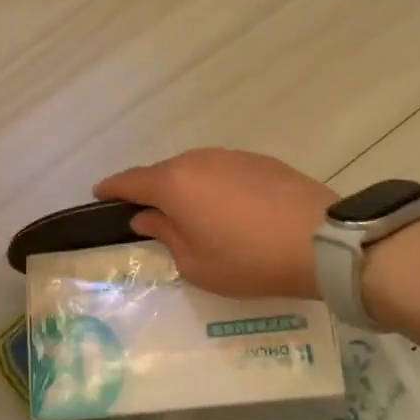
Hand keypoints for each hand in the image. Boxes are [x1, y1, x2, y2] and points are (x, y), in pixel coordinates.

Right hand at [94, 149, 334, 299]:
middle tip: (150, 214)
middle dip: (152, 190)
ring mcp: (232, 156)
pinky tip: (230, 209)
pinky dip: (216, 186)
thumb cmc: (248, 259)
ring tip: (193, 213)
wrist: (319, 240)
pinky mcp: (260, 160)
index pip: (131, 181)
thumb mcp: (196, 263)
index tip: (99, 193)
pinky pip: (224, 171)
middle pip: (164, 172)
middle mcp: (198, 160)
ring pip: (196, 169)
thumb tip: (146, 217)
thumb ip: (165, 235)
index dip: (112, 188)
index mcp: (174, 183)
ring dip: (187, 188)